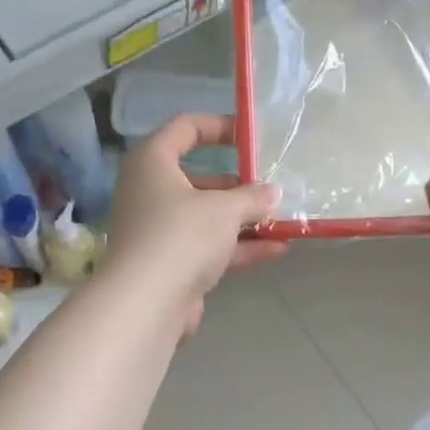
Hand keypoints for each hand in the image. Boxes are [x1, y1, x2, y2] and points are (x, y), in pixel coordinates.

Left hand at [103, 114, 283, 337]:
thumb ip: (252, 197)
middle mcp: (150, 193)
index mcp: (153, 162)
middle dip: (238, 185)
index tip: (251, 136)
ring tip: (282, 221)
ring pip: (206, 218)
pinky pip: (208, 248)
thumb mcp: (225, 209)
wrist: (147, 302)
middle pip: (198, 179)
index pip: (185, 128)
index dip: (219, 126)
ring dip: (243, 220)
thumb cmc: (182, 235)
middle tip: (270, 189)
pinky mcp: (170, 265)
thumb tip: (272, 193)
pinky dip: (238, 247)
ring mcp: (159, 232)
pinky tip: (276, 250)